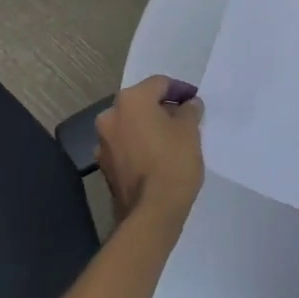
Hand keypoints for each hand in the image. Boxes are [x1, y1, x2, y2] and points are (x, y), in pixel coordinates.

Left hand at [95, 76, 203, 223]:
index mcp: (131, 100)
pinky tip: (157, 157)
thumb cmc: (173, 163)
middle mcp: (110, 115)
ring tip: (172, 140)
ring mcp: (103, 142)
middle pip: (141, 103)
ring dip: (149, 127)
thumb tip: (188, 104)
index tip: (195, 101)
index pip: (159, 84)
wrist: (151, 213)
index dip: (180, 90)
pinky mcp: (104, 165)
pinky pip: (126, 145)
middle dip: (163, 108)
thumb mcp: (190, 131)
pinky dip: (140, 145)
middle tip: (185, 119)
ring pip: (131, 124)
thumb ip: (190, 110)